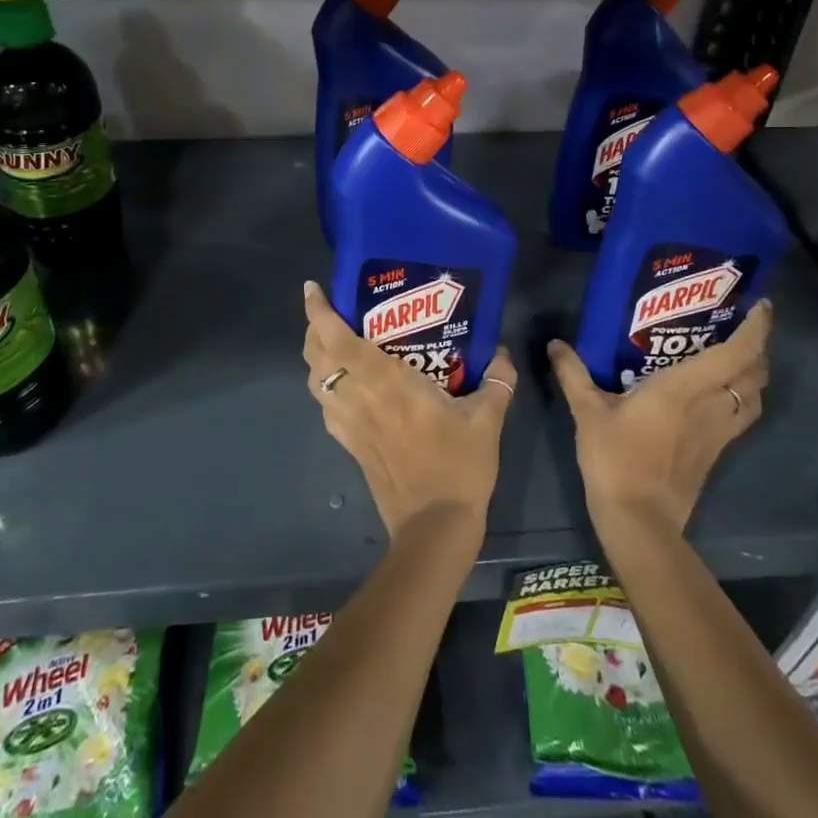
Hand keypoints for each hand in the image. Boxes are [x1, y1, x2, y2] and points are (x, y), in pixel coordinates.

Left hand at [301, 280, 515, 548]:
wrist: (434, 528)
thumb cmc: (459, 467)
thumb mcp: (487, 420)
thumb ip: (497, 381)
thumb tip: (503, 353)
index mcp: (387, 383)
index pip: (339, 340)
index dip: (320, 313)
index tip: (313, 290)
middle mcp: (360, 398)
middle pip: (317, 357)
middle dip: (314, 329)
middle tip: (330, 312)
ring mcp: (350, 424)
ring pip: (316, 383)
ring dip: (316, 358)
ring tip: (331, 342)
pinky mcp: (350, 446)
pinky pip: (326, 408)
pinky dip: (325, 388)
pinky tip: (343, 387)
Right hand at [546, 301, 771, 538]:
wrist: (639, 520)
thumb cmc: (615, 459)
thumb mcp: (588, 412)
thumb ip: (573, 374)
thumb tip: (555, 344)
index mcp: (685, 388)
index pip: (737, 353)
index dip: (756, 328)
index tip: (761, 305)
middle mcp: (712, 406)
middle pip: (755, 374)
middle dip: (758, 348)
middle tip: (740, 326)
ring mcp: (718, 433)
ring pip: (754, 398)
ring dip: (754, 375)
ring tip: (736, 358)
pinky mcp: (715, 452)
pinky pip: (741, 416)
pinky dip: (741, 398)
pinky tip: (719, 396)